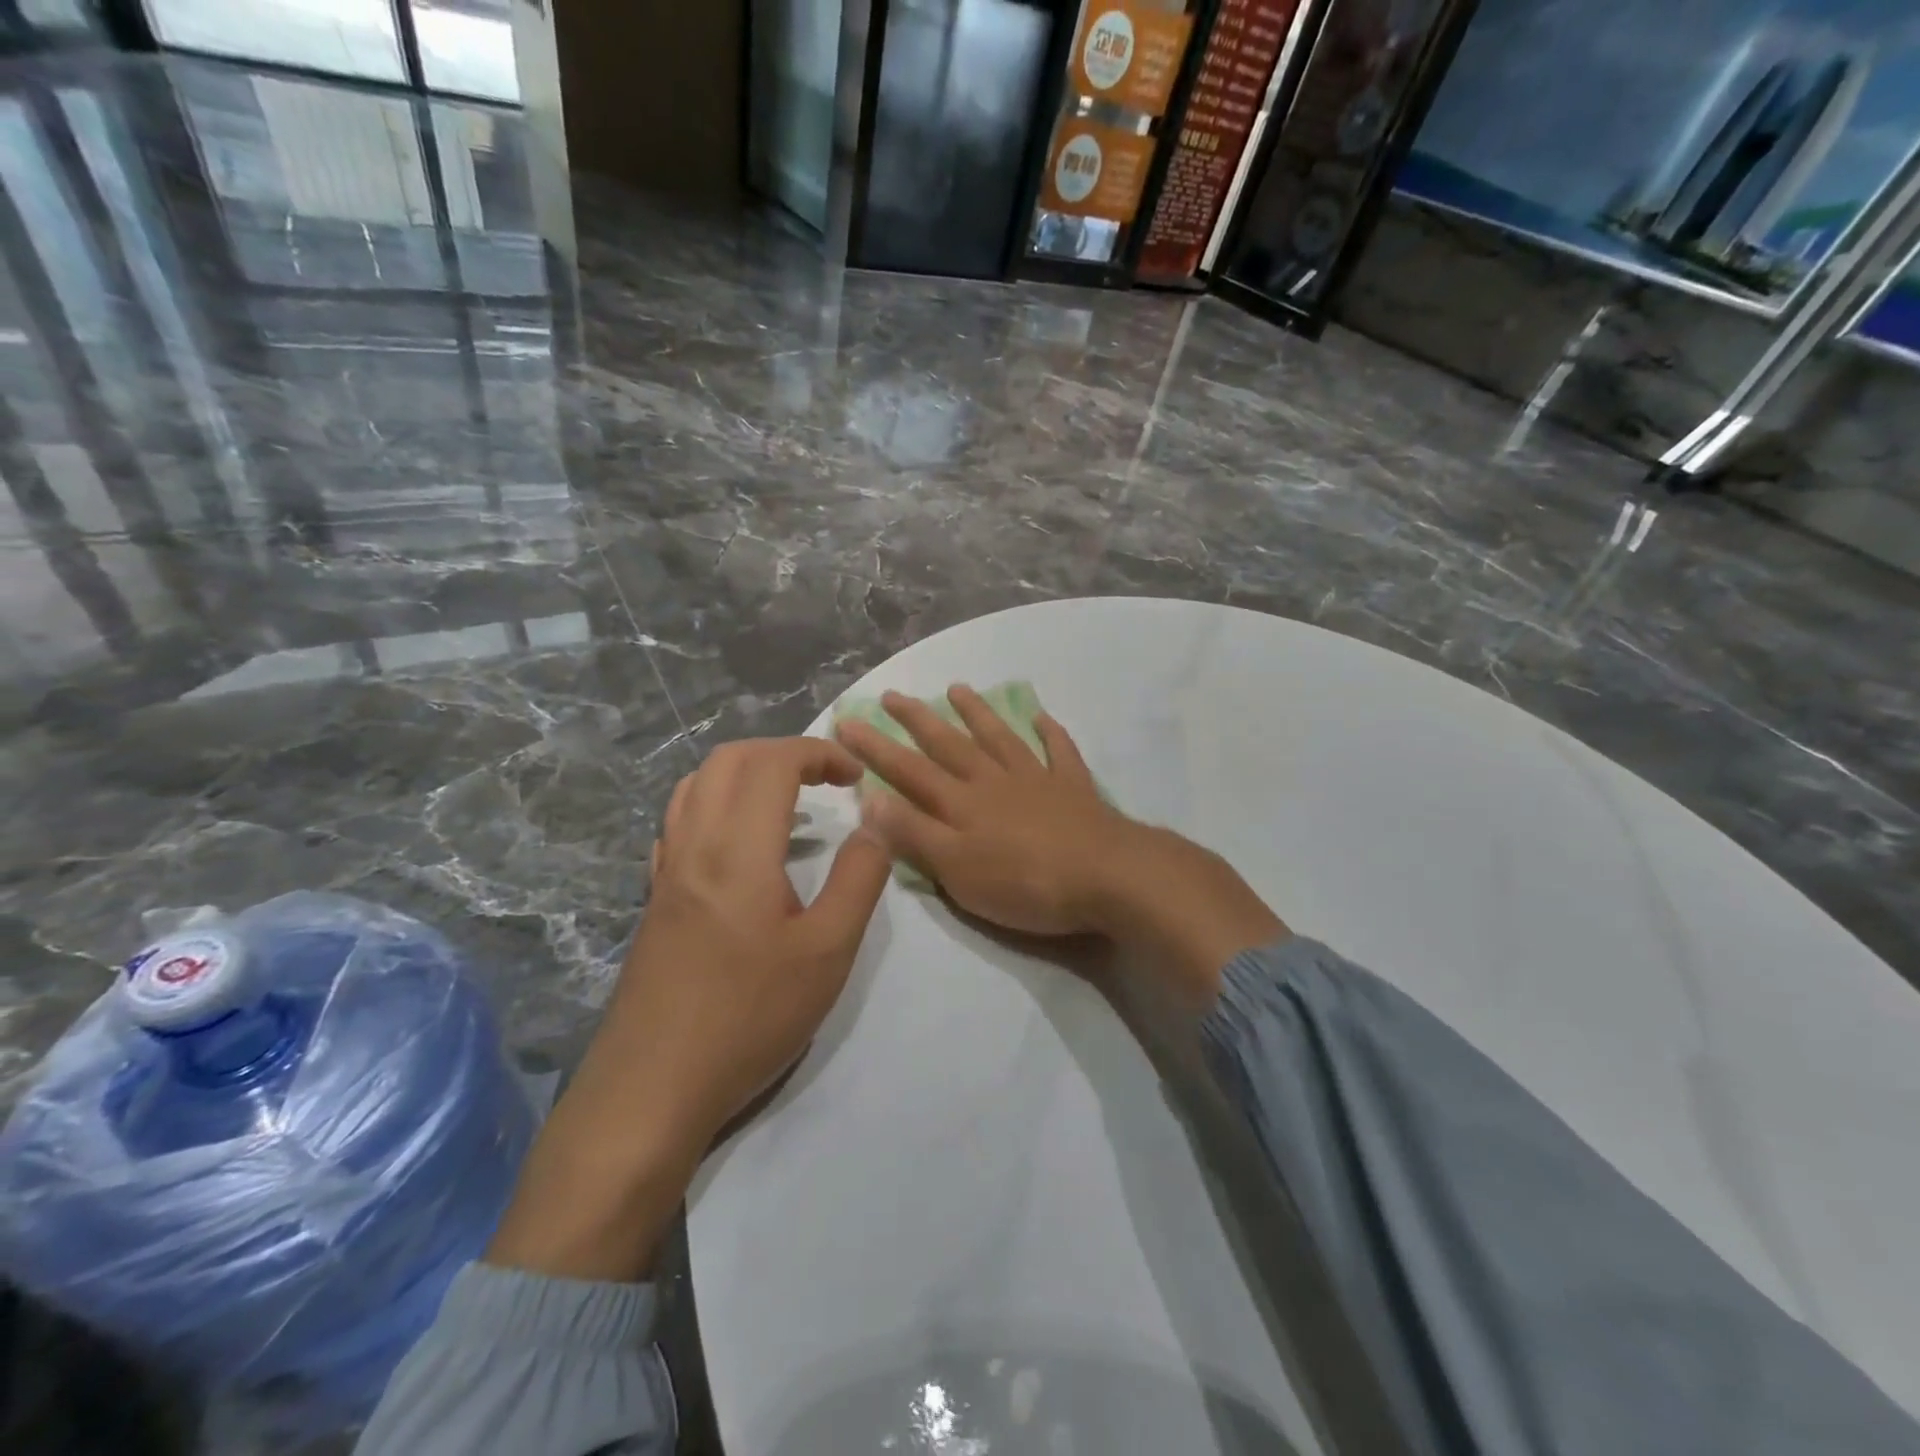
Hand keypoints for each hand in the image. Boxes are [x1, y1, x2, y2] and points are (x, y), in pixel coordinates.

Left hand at [488, 738, 889, 1281]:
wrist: (652, 1087)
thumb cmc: (749, 1017)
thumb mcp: (828, 953)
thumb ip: (858, 878)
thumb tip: (873, 823)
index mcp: (737, 848)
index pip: (773, 763)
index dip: (819, 752)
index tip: (856, 776)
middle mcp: (694, 844)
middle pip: (729, 760)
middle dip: (783, 752)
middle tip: (827, 779)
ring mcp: (666, 871)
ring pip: (697, 785)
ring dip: (746, 772)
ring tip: (788, 801)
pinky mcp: (655, 898)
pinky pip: (680, 821)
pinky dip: (717, 802)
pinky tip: (741, 842)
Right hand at [836, 686, 1126, 935]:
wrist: (1105, 876)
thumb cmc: (1024, 882)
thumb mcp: (956, 869)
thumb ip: (914, 833)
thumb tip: (869, 797)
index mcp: (962, 803)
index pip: (908, 770)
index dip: (875, 747)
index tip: (847, 721)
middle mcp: (994, 781)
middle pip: (949, 744)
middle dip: (917, 720)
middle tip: (893, 695)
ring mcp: (1036, 779)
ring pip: (999, 738)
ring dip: (977, 713)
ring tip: (958, 689)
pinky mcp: (1073, 787)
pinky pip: (1059, 752)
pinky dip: (1049, 733)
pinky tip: (1042, 717)